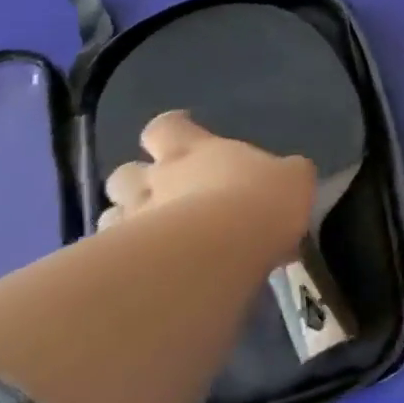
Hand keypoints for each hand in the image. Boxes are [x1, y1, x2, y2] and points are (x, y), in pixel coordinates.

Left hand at [99, 111, 315, 265]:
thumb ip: (284, 174)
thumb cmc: (262, 198)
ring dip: (126, 222)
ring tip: (151, 240)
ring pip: (109, 215)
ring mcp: (135, 220)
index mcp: (195, 150)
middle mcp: (157, 179)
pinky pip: (114, 257)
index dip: (172, 128)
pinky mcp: (125, 262)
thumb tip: (285, 178)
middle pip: (124, 172)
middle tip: (162, 196)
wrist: (224, 249)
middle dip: (137, 182)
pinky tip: (149, 274)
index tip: (183, 133)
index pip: (166, 127)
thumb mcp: (294, 177)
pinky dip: (126, 262)